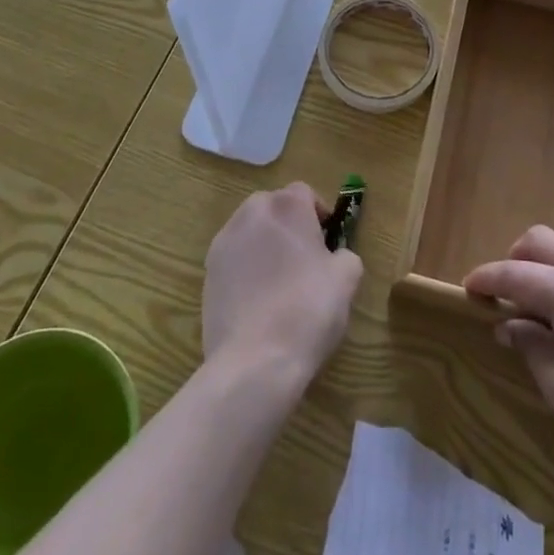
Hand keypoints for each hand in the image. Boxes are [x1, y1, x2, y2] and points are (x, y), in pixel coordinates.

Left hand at [203, 183, 363, 385]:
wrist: (255, 361)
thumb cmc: (308, 309)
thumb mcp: (347, 279)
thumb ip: (345, 255)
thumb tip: (335, 257)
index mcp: (286, 206)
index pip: (304, 193)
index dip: (319, 214)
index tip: (328, 241)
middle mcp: (251, 213)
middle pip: (274, 208)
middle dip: (289, 226)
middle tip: (306, 259)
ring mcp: (224, 242)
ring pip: (251, 232)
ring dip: (265, 246)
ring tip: (280, 283)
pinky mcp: (207, 273)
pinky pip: (234, 261)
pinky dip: (246, 271)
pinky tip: (258, 303)